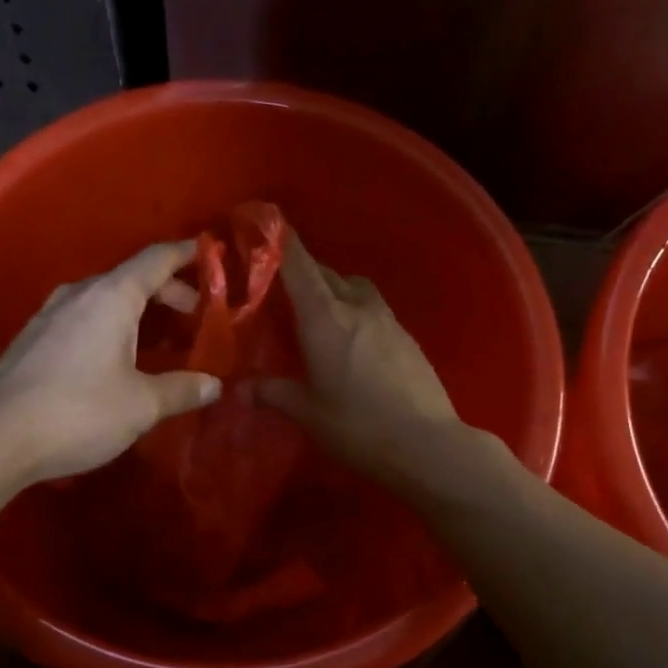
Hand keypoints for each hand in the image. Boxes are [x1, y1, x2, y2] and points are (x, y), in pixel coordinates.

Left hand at [0, 240, 220, 482]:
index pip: (155, 260)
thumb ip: (180, 390)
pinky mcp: (32, 340)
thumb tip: (214, 385)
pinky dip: (109, 326)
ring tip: (157, 338)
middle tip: (192, 314)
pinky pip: (82, 319)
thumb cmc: (78, 412)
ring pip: (103, 299)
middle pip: (130, 278)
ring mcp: (49, 315)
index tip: (207, 253)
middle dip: (165, 291)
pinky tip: (114, 358)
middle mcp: (78, 295)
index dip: (184, 255)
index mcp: (111, 297)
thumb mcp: (140, 405)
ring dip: (135, 311)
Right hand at [256, 232, 462, 485]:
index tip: (264, 224)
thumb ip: (273, 393)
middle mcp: (356, 308)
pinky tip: (350, 338)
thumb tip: (241, 387)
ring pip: (354, 287)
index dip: (280, 243)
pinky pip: (373, 308)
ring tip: (317, 310)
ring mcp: (387, 320)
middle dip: (302, 271)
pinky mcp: (406, 337)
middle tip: (280, 285)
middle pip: (326, 274)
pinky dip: (354, 309)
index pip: (299, 267)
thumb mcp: (308, 413)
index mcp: (325, 319)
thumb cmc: (358, 427)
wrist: (427, 444)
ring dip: (333, 287)